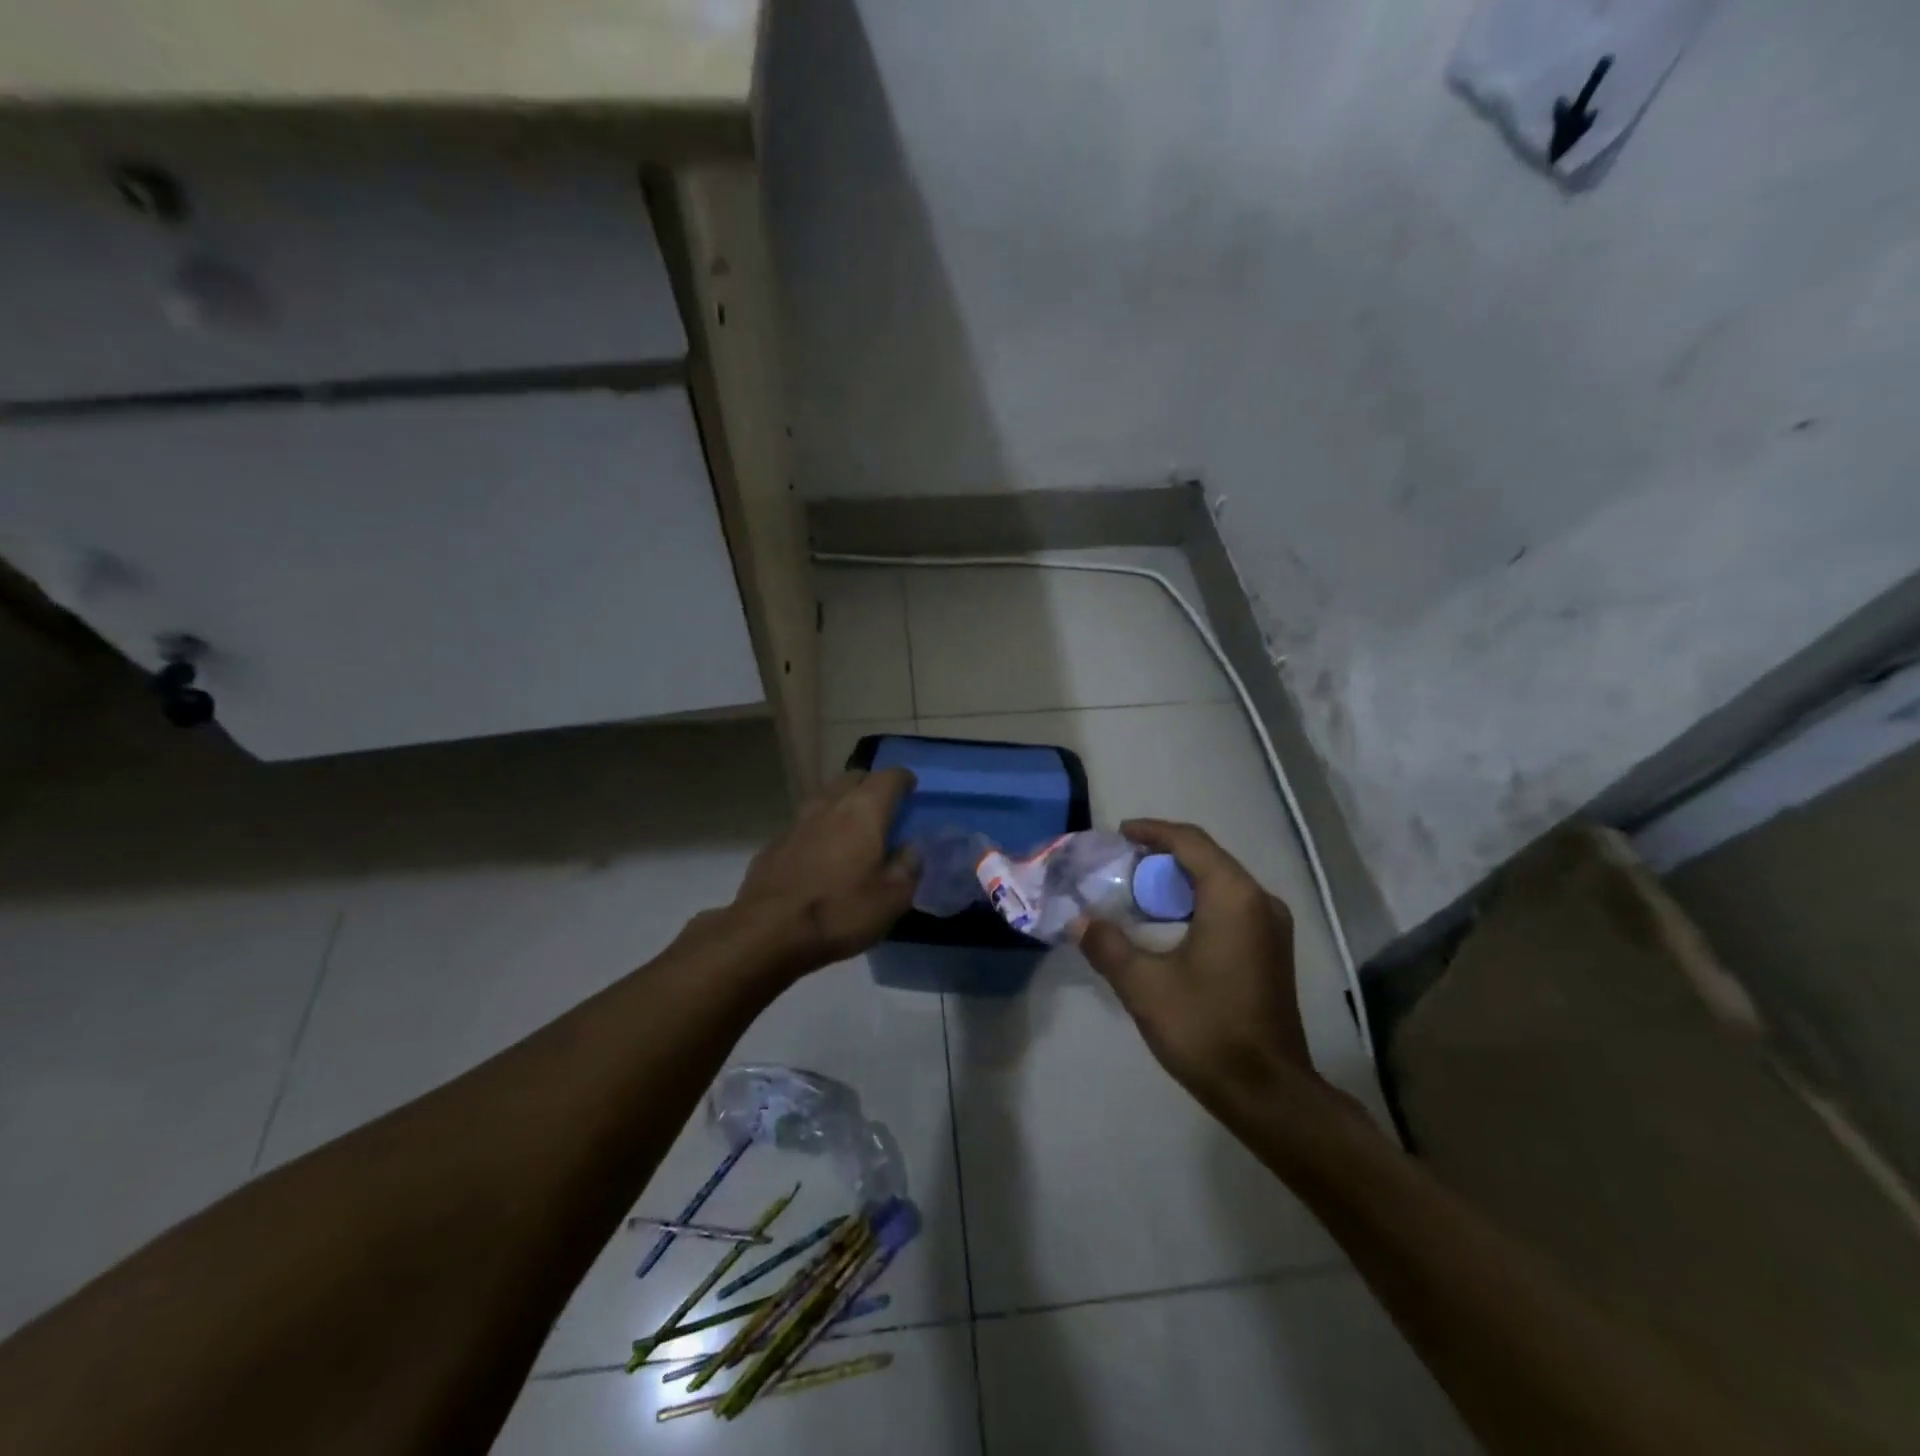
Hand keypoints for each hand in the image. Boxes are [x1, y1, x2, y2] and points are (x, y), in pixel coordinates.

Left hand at [727, 768, 918, 973]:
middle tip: (883, 808)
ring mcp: (797, 822)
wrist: (768, 933)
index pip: (889, 777)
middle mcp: (830, 805)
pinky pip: (804, 824)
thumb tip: (912, 847)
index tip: (912, 791)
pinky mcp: (774, 843)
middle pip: (854, 778)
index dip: (904, 780)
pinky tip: (821, 854)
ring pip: (825, 797)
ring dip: (842, 803)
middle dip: (871, 785)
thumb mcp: (891, 900)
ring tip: (852, 828)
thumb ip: (908, 867)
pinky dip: (819, 828)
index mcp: (864, 811)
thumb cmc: (839, 913)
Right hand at [1076, 820, 1319, 1105]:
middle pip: (1207, 858)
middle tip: (1122, 865)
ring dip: (1179, 881)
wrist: (1268, 1092)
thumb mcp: (1144, 985)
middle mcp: (1260, 901)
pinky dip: (1197, 902)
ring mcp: (1271, 927)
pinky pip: (1231, 906)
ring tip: (1138, 892)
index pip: (1190, 842)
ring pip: (1220, 883)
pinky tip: (1168, 924)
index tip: (1120, 833)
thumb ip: (1107, 945)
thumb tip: (1079, 921)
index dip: (1152, 831)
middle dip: (1163, 856)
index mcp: (1233, 897)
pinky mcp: (1271, 951)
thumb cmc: (1205, 1028)